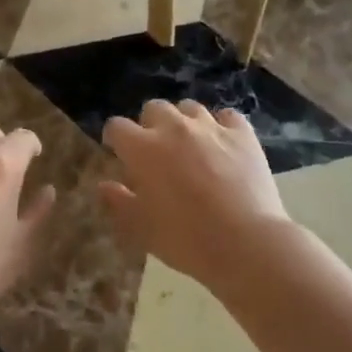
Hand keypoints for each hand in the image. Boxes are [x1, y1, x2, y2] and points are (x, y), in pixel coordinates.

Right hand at [100, 101, 293, 289]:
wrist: (247, 244)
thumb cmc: (186, 240)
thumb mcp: (141, 230)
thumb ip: (118, 203)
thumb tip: (104, 186)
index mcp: (143, 148)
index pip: (116, 126)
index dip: (115, 139)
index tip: (119, 154)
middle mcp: (174, 127)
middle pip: (153, 108)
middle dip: (150, 125)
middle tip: (157, 152)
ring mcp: (210, 127)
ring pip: (189, 108)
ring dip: (184, 122)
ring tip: (191, 146)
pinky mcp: (242, 133)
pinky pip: (227, 116)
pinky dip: (221, 126)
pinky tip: (223, 145)